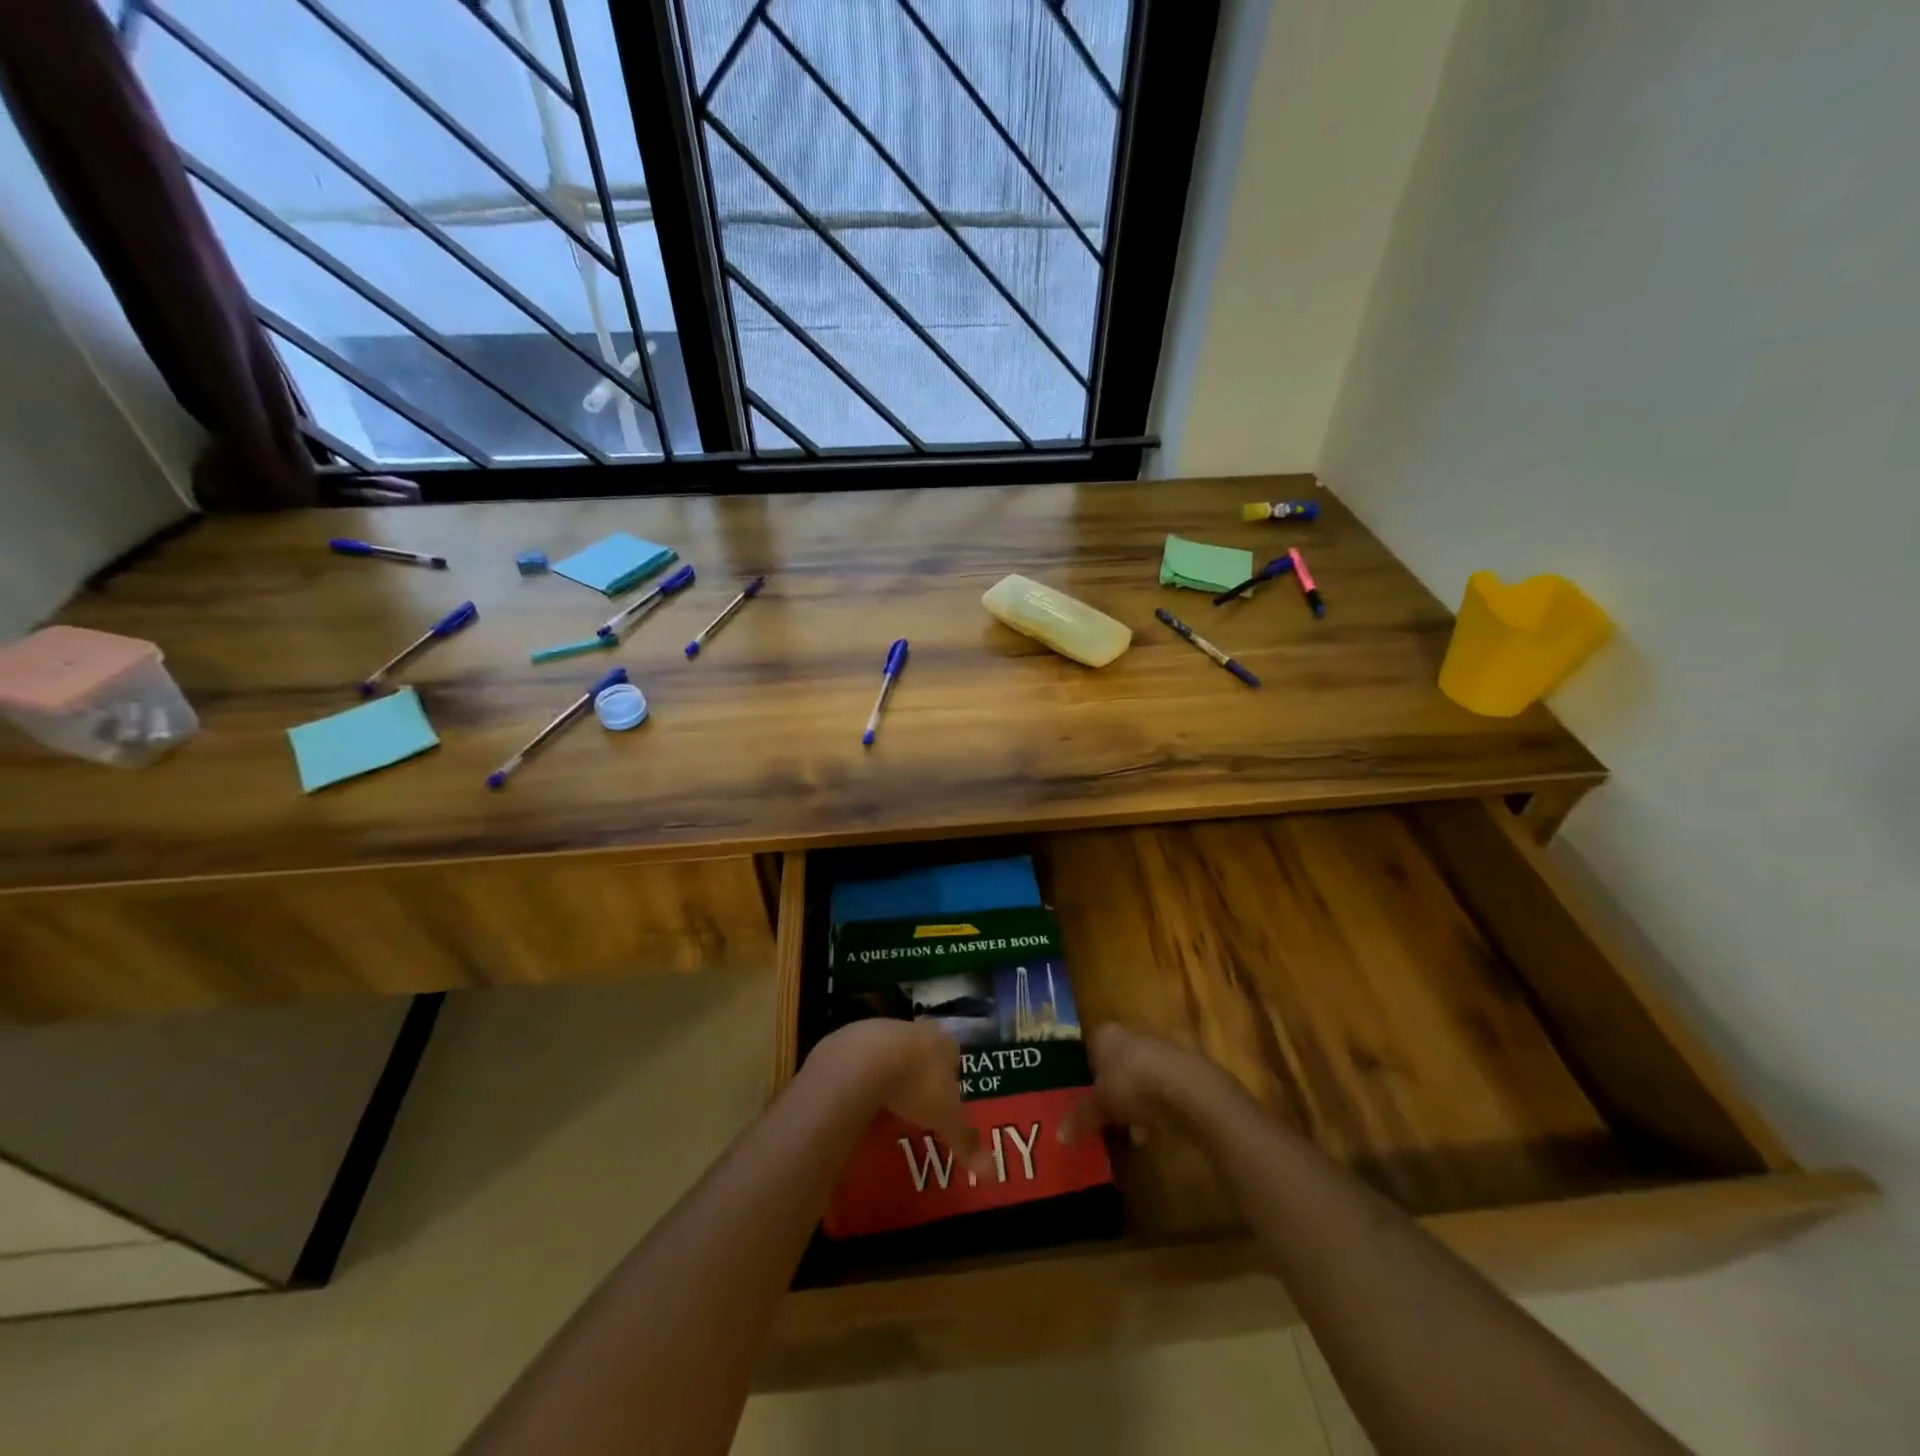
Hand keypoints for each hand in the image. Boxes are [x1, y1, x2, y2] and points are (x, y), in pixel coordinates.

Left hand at [805, 1019, 987, 1173]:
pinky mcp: (851, 1036)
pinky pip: (860, 1057)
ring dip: (889, 1071)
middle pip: (921, 1050)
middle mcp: (914, 1029)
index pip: (953, 1054)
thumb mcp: (945, 1118)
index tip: (944, 1100)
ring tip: (885, 1103)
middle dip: (920, 1073)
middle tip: (915, 1104)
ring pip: (890, 1050)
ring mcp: (881, 1029)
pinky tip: (857, 1096)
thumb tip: (993, 1173)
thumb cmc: (915, 1085)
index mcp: (941, 1043)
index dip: (950, 1076)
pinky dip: (861, 1074)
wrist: (864, 1062)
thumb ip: (967, 1141)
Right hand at [1063, 1024, 1238, 1143]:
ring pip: (1142, 1075)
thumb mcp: (1100, 1106)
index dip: (1089, 1074)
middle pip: (1118, 1061)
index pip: (1091, 1049)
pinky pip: (1163, 1087)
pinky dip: (1158, 1105)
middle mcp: (1132, 1033)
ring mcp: (1161, 1047)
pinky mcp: (1186, 1067)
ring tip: (1132, 1132)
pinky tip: (1155, 1131)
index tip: (1088, 1099)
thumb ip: (1081, 1117)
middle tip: (1107, 1116)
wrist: (1187, 1088)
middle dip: (1114, 1088)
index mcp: (1106, 1034)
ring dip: (1137, 1100)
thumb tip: (1059, 1136)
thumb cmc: (1132, 1085)